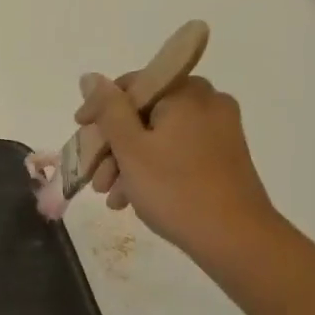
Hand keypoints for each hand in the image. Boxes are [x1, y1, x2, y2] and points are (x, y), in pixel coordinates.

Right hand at [75, 73, 286, 280]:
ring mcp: (220, 130)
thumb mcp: (131, 149)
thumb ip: (108, 110)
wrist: (234, 237)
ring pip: (160, 137)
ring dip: (129, 164)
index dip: (100, 110)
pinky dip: (154, 170)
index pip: (131, 85)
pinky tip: (134, 199)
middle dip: (114, 146)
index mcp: (186, 92)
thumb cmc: (175, 189)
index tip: (80, 134)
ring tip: (112, 197)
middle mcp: (207, 102)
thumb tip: (90, 77)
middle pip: (145, 114)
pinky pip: (178, 153)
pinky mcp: (224, 156)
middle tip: (95, 179)